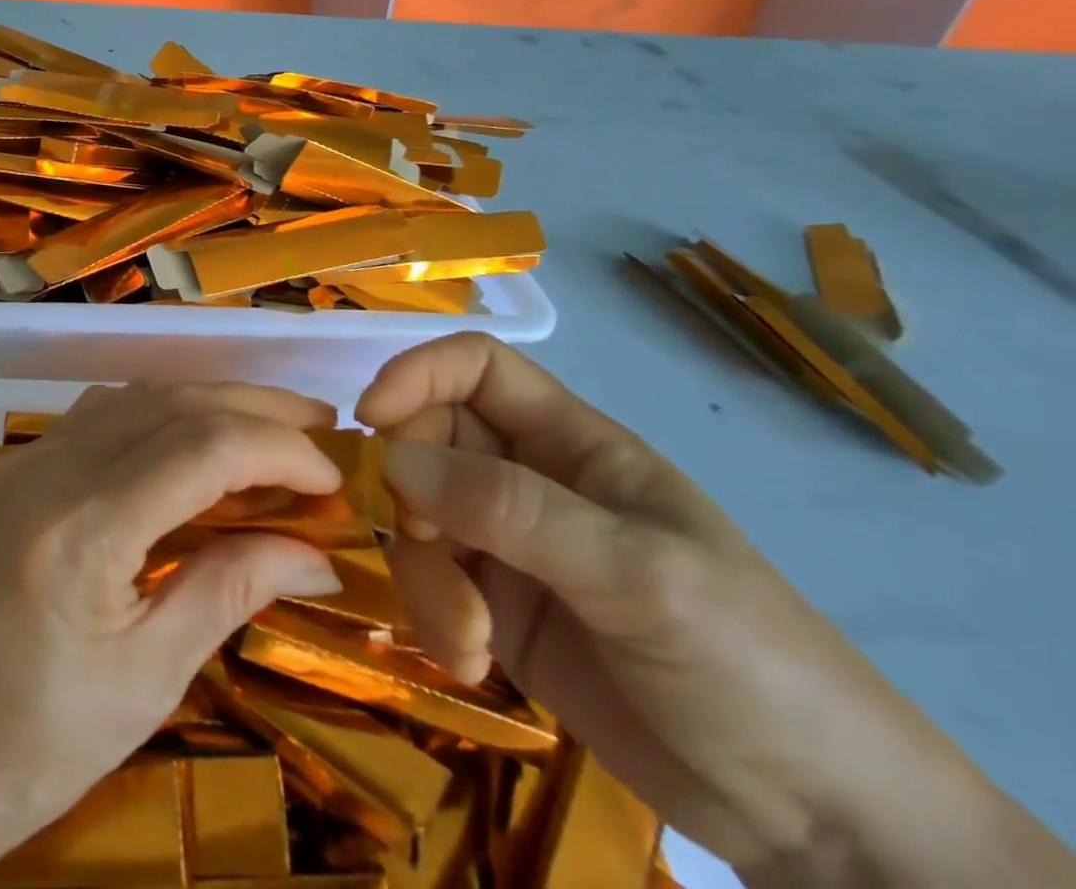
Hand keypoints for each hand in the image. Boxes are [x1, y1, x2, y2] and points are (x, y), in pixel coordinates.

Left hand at [0, 380, 344, 888]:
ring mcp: (25, 459)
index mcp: (83, 530)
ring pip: (136, 395)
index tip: (332, 476)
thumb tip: (318, 554)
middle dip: (255, 407)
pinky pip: (100, 413)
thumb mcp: (150, 678)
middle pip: (172, 401)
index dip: (279, 449)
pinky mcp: (15, 466)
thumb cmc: (36, 744)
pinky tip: (192, 438)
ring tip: (269, 427)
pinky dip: (160, 412)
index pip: (203, 446)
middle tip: (320, 426)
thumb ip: (232, 589)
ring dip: (208, 401)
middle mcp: (50, 469)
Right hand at [359, 334, 1072, 885]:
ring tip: (468, 639)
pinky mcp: (497, 609)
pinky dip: (434, 615)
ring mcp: (509, 547)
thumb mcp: (634, 574)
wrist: (817, 822)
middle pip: (428, 442)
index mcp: (571, 443)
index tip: (369, 420)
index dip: (416, 375)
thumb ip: (510, 507)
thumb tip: (390, 458)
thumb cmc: (748, 662)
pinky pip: (431, 582)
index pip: (474, 367)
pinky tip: (473, 661)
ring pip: (418, 517)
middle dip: (412, 492)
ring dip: (424, 572)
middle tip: (432, 545)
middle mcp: (529, 481)